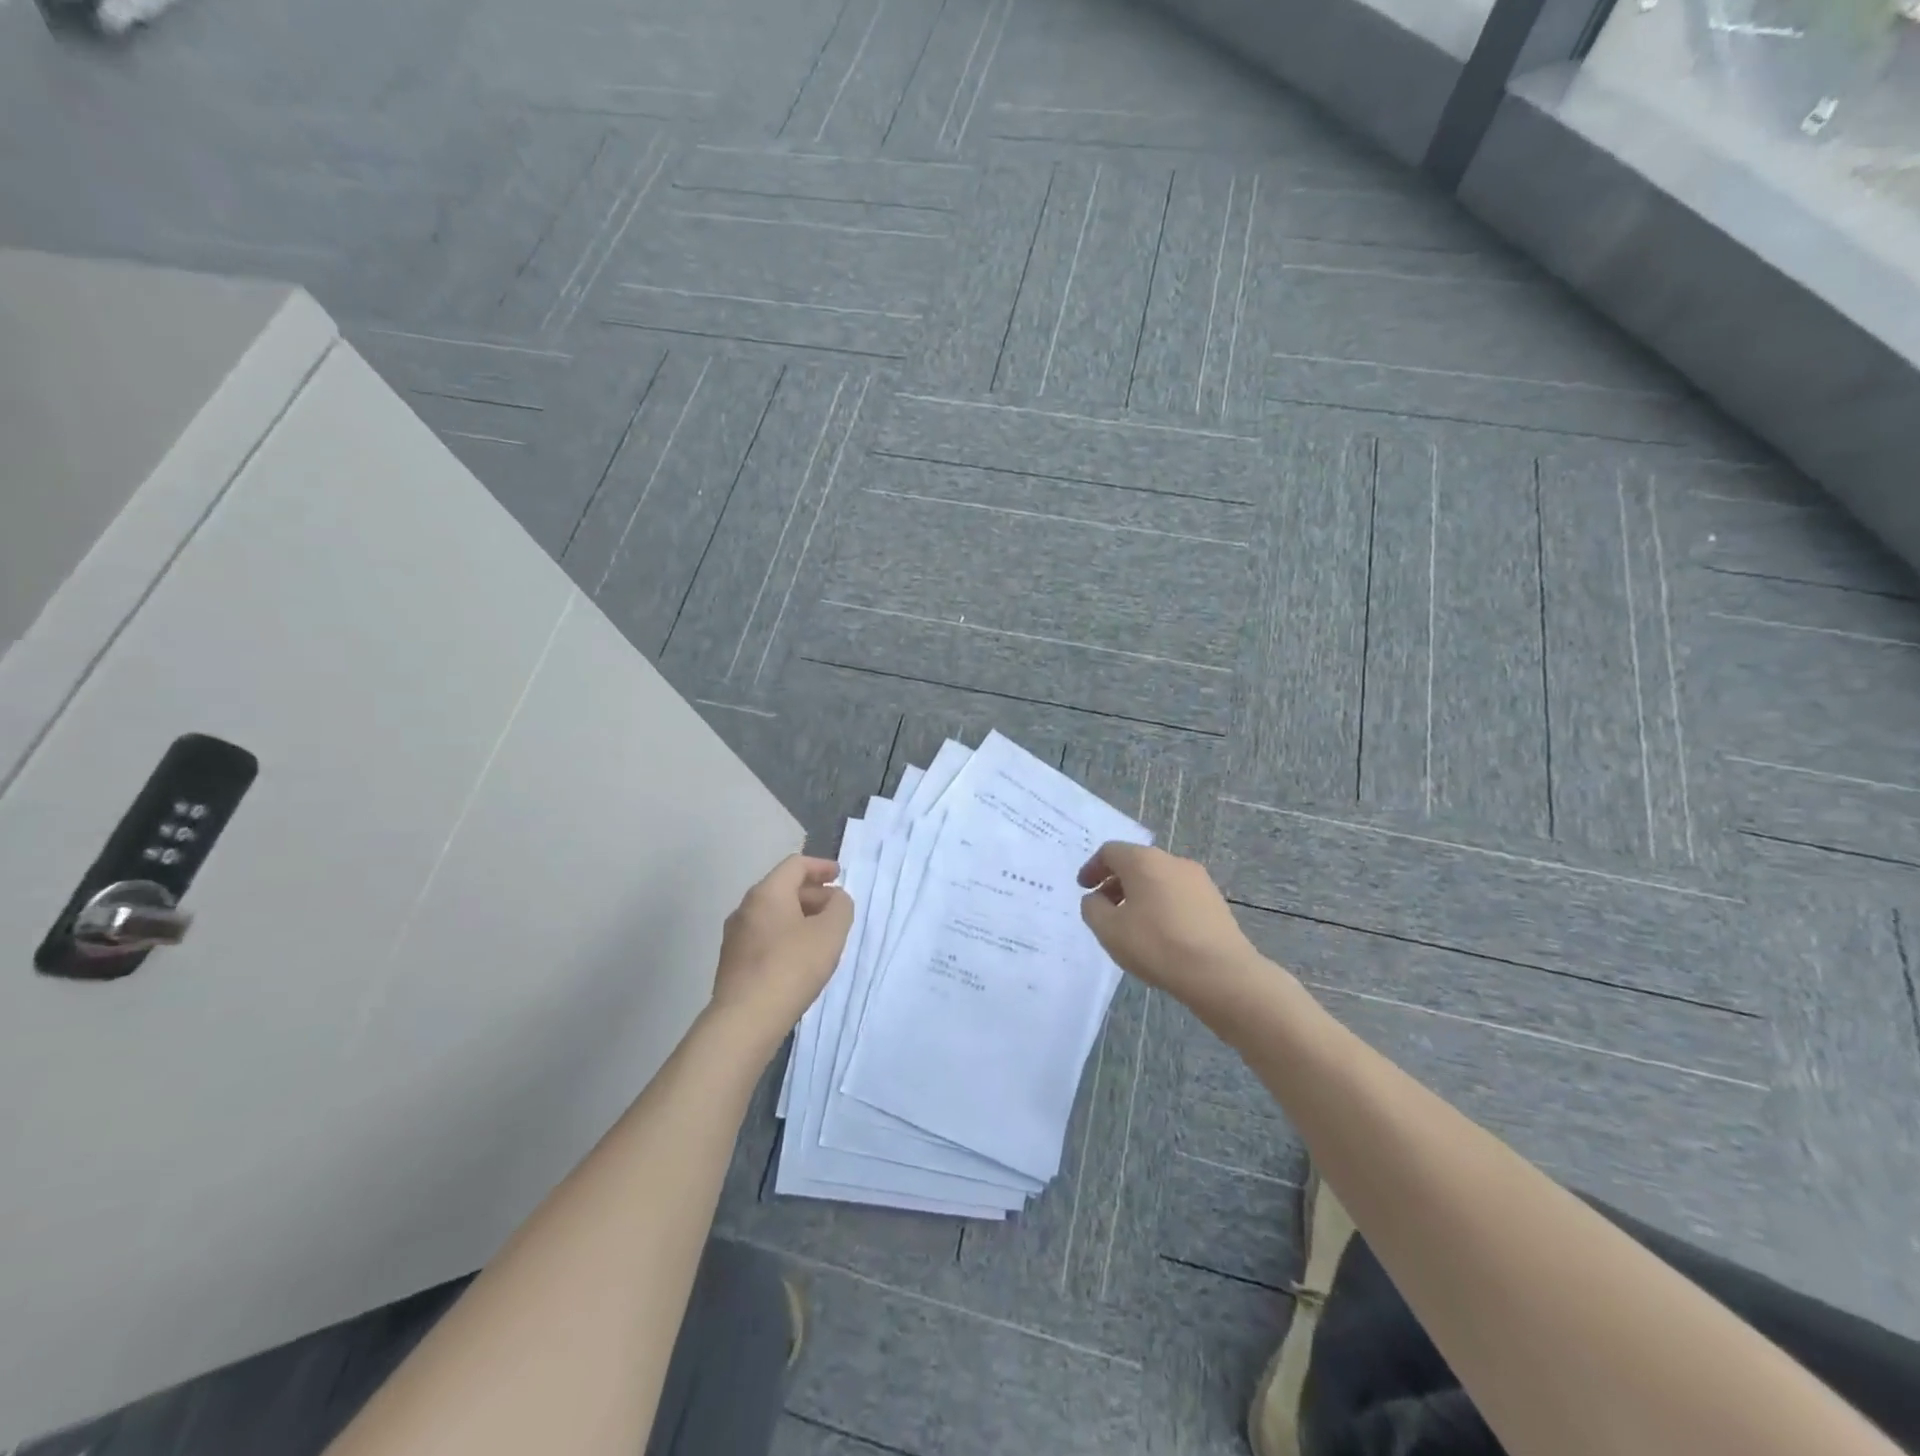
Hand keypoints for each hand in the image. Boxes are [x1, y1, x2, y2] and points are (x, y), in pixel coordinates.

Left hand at [710, 855, 853, 1046]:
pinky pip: (763, 936)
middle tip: (836, 909)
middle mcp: (745, 908)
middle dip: (813, 894)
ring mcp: (735, 936)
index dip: (820, 866)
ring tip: (820, 935)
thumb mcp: (830, 933)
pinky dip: (785, 935)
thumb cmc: (792, 967)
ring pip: (772, 914)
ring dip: (799, 916)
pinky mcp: (732, 962)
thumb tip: (835, 899)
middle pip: (782, 888)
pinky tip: (799, 958)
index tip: (839, 874)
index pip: (795, 865)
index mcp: (767, 893)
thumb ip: (840, 907)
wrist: (745, 1019)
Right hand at [1077, 842, 1265, 1012]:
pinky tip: (1160, 934)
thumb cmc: (1157, 945)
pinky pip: (1178, 895)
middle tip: (1104, 908)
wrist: (1221, 973)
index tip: (1084, 889)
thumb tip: (1097, 899)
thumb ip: (1092, 908)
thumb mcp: (1108, 930)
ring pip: (1159, 879)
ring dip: (1139, 895)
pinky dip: (1161, 905)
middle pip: (1136, 863)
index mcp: (1143, 860)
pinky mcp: (1215, 901)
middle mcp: (1172, 861)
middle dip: (1115, 882)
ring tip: (1132, 925)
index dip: (1092, 868)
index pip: (1110, 851)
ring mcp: (1198, 880)